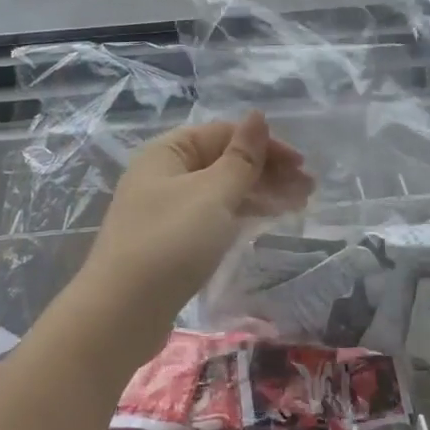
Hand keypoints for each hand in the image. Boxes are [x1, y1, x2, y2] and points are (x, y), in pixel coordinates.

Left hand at [77, 112, 313, 361]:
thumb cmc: (170, 242)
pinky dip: (241, 214)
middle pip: (224, 161)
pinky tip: (266, 220)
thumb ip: (241, 157)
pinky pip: (214, 216)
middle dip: (267, 171)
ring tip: (299, 204)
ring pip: (222, 191)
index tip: (300, 165)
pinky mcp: (172, 243)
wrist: (121, 314)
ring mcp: (167, 210)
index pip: (224, 134)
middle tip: (308, 188)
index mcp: (168, 152)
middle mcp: (165, 175)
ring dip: (260, 192)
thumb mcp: (213, 194)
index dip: (265, 145)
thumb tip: (258, 115)